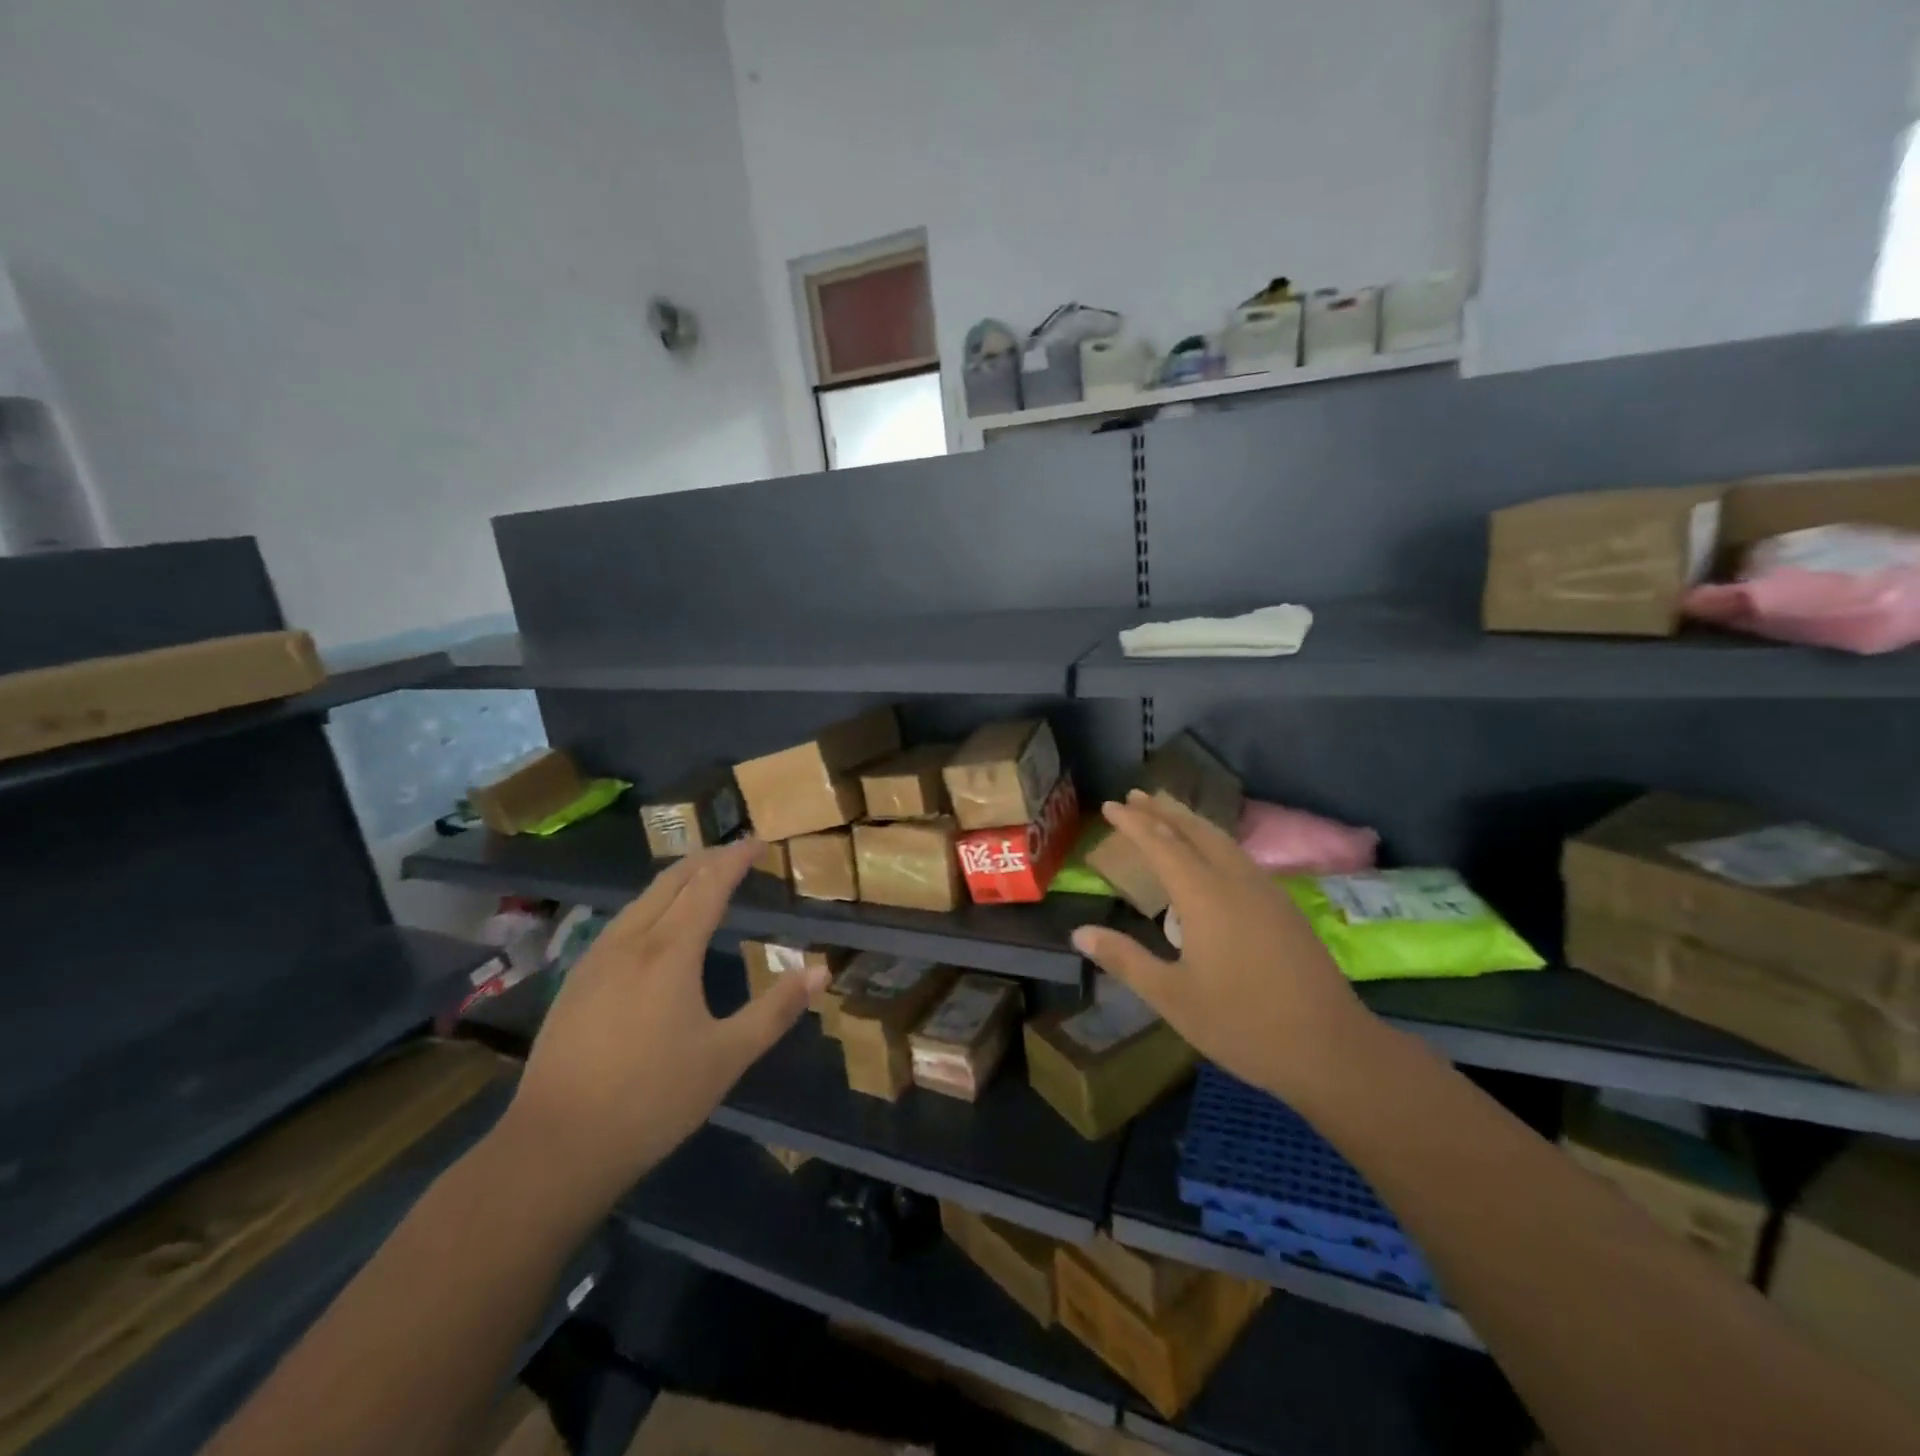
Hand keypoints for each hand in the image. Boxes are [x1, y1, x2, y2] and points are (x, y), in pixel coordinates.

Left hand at [501, 839, 819, 1208]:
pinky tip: (654, 929)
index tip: (758, 842)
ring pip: (641, 900)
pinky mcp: (576, 982)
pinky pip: (621, 923)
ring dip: (676, 881)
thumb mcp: (727, 1057)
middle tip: (735, 853)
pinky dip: (651, 906)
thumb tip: (820, 970)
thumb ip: (776, 1010)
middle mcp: (630, 941)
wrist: (556, 1146)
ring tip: (701, 881)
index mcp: (670, 951)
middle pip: (671, 881)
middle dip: (705, 859)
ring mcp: (596, 959)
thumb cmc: (652, 1099)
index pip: (709, 885)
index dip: (735, 859)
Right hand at [1071, 792, 1379, 1106]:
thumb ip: (1126, 959)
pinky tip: (1211, 857)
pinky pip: (1240, 857)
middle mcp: (1236, 881)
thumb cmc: (1243, 1024)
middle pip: (1195, 831)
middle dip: (1163, 810)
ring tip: (1168, 813)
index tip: (1110, 804)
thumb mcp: (1172, 997)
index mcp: (1205, 896)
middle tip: (1135, 794)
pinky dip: (1214, 842)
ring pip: (1222, 840)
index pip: (1161, 844)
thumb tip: (1080, 932)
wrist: (1331, 1049)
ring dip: (1190, 822)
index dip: (1134, 822)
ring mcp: (1266, 892)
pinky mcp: (1285, 908)